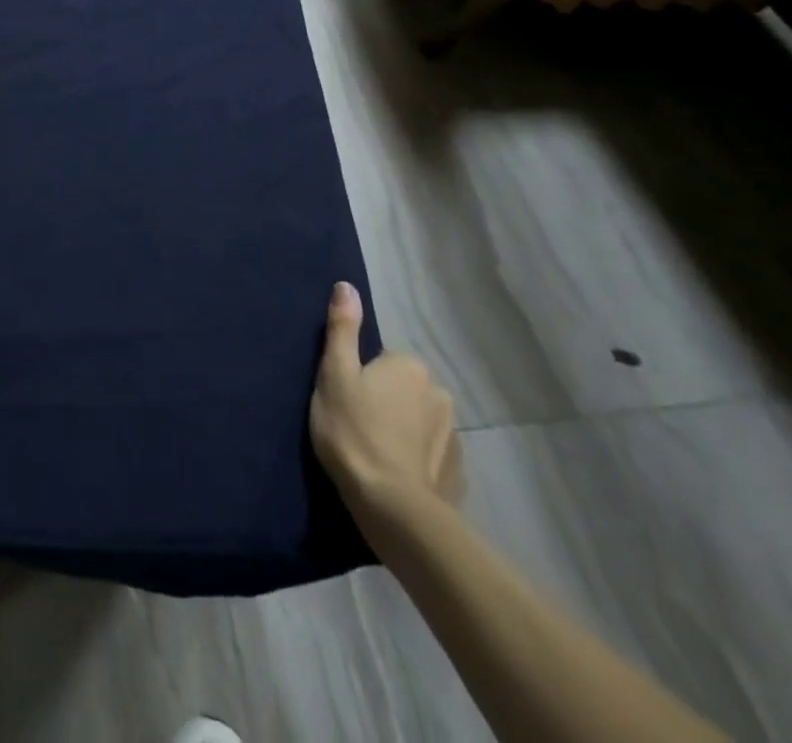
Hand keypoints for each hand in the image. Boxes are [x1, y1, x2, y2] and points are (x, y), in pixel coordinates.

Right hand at [309, 281, 463, 517]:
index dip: (360, 379)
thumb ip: (342, 328)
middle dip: (386, 402)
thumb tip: (346, 285)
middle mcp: (440, 393)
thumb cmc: (353, 430)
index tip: (346, 401)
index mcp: (410, 366)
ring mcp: (454, 435)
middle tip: (356, 425)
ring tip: (375, 454)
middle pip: (403, 389)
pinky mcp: (457, 472)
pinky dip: (417, 459)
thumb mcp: (334, 373)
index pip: (381, 361)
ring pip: (419, 421)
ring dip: (403, 430)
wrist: (391, 506)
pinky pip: (431, 454)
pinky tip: (396, 475)